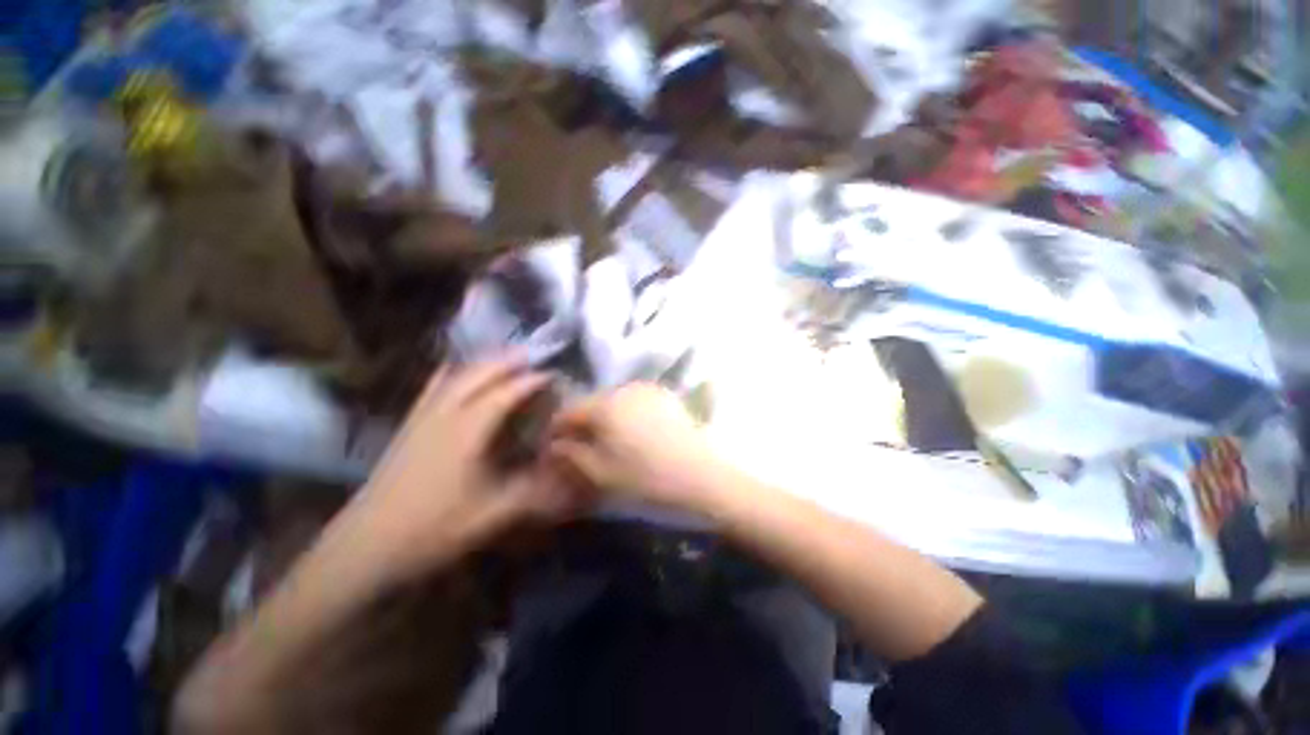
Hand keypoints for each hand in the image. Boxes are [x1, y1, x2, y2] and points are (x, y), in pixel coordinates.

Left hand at [345, 359, 577, 579]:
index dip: (531, 381)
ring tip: (504, 358)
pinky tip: (453, 371)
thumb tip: (564, 472)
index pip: (505, 393)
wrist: (363, 548)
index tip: (554, 375)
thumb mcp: (491, 515)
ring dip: (482, 364)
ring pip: (455, 377)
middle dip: (507, 361)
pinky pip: (432, 389)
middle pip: (478, 374)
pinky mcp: (407, 428)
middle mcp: (444, 415)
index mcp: (467, 431)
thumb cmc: (431, 531)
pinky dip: (449, 374)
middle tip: (533, 356)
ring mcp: (421, 419)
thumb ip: (532, 490)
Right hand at [548, 383, 730, 512]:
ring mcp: (648, 389)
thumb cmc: (646, 478)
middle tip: (576, 446)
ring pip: (613, 400)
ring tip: (604, 441)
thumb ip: (572, 454)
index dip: (555, 428)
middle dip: (580, 422)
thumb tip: (555, 444)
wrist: (701, 476)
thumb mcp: (601, 472)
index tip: (550, 446)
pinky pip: (634, 401)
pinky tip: (630, 434)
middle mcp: (624, 388)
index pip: (568, 410)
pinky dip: (625, 414)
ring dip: (603, 417)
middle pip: (591, 402)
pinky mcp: (665, 396)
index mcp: (605, 405)